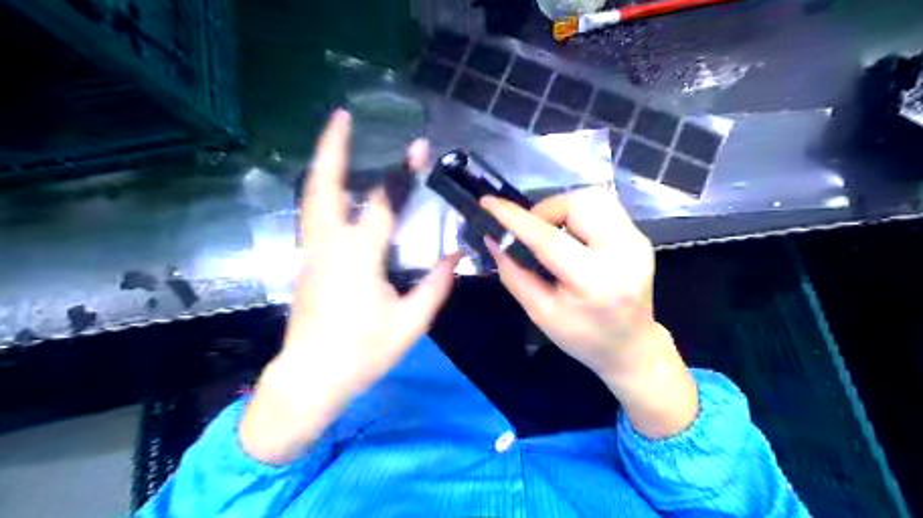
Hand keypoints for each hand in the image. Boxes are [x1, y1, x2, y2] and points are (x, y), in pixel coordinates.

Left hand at [239, 109, 458, 463]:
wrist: (309, 378)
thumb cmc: (362, 352)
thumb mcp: (410, 323)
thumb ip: (435, 286)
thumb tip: (455, 256)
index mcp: (358, 257)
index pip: (383, 204)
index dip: (403, 174)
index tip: (419, 147)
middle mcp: (328, 245)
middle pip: (324, 185)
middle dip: (333, 147)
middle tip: (341, 117)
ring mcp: (311, 252)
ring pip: (312, 198)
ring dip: (325, 165)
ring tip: (337, 141)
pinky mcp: (305, 263)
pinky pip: (314, 216)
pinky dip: (324, 191)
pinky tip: (338, 189)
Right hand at [486, 186, 695, 436]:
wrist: (631, 346)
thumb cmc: (583, 337)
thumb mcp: (541, 313)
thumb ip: (514, 274)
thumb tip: (493, 238)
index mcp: (595, 281)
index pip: (549, 239)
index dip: (515, 218)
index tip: (488, 204)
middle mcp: (623, 253)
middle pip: (577, 205)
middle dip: (545, 210)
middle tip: (531, 231)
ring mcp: (637, 241)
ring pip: (592, 198)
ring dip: (562, 208)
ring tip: (551, 232)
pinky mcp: (640, 236)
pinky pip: (603, 207)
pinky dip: (579, 213)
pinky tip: (572, 236)